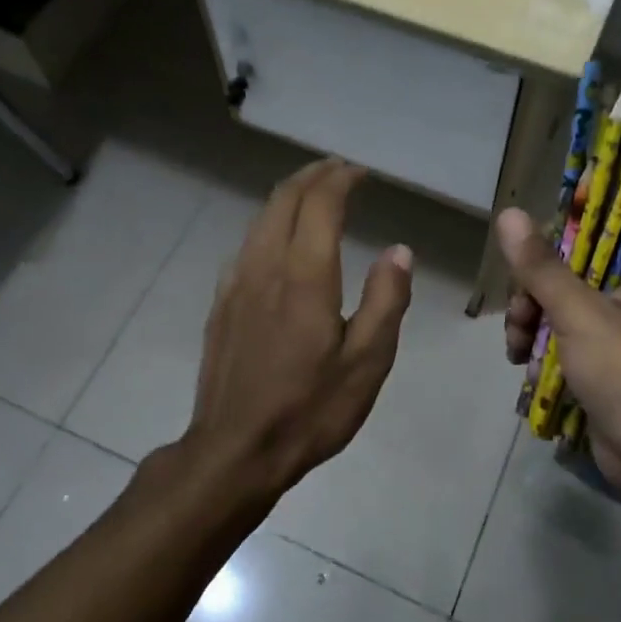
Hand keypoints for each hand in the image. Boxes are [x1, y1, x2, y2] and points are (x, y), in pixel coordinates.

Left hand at [183, 160, 413, 498]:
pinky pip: (247, 244)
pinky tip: (280, 240)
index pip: (320, 204)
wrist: (235, 451)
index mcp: (305, 277)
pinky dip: (270, 224)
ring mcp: (236, 283)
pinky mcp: (221, 303)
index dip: (341, 180)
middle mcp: (265, 267)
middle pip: (284, 200)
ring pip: (261, 219)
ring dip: (289, 196)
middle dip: (313, 176)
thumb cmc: (310, 409)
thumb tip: (399, 251)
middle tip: (339, 170)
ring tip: (314, 193)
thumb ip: (386, 300)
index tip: (361, 172)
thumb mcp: (367, 363)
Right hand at [498, 208, 620, 504]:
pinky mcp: (600, 366)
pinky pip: (560, 345)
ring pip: (555, 312)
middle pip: (563, 276)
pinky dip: (542, 357)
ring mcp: (614, 333)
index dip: (550, 248)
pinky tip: (534, 375)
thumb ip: (541, 267)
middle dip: (532, 301)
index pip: (587, 235)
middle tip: (520, 323)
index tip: (524, 270)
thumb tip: (509, 214)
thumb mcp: (579, 314)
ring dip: (531, 332)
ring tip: (519, 355)